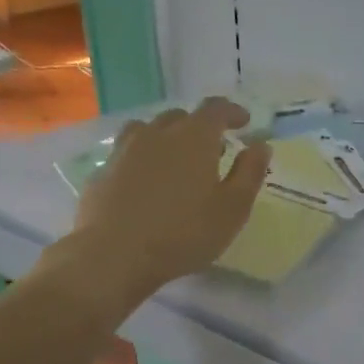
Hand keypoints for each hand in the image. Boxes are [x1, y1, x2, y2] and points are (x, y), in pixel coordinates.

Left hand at [63, 98, 271, 305]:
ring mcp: (125, 150)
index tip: (244, 122)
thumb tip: (260, 146)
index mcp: (194, 138)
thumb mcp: (233, 208)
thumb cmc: (184, 232)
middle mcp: (157, 133)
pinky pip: (127, 153)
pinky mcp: (103, 171)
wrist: (114, 254)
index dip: (232, 112)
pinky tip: (145, 183)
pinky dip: (142, 159)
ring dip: (167, 138)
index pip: (216, 109)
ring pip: (148, 130)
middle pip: (181, 117)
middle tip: (213, 150)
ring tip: (176, 160)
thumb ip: (250, 173)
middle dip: (200, 127)